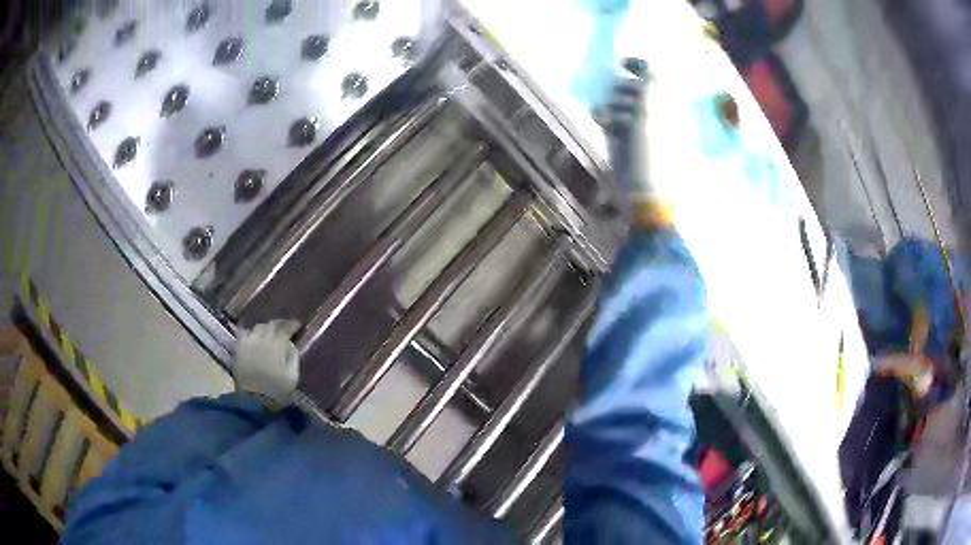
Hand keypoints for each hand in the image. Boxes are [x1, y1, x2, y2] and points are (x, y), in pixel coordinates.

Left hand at [232, 319, 300, 407]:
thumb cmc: (277, 390)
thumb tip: (292, 345)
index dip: (292, 324)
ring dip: (265, 327)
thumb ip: (293, 357)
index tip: (297, 325)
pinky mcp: (239, 349)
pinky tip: (253, 336)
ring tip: (268, 332)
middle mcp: (262, 339)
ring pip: (258, 327)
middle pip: (271, 324)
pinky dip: (250, 332)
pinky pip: (244, 334)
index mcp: (277, 346)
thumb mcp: (292, 376)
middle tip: (284, 327)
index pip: (286, 328)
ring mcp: (249, 342)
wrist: (254, 401)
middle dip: (279, 324)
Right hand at [602, 58, 670, 228]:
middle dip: (624, 90)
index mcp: (671, 106)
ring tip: (607, 115)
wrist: (649, 194)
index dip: (640, 66)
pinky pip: (613, 121)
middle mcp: (657, 114)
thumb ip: (653, 83)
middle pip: (637, 89)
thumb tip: (651, 61)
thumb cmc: (655, 151)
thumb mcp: (655, 111)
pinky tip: (601, 121)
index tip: (622, 62)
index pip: (656, 77)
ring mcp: (642, 129)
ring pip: (622, 104)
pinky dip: (607, 119)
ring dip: (613, 105)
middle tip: (617, 96)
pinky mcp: (626, 142)